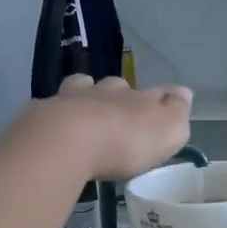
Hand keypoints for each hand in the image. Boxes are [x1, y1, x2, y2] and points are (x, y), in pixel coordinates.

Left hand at [40, 76, 192, 180]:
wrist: (67, 140)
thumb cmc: (125, 140)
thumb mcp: (168, 130)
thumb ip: (177, 112)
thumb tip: (184, 92)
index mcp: (139, 97)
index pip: (157, 92)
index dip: (163, 98)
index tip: (166, 103)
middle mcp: (106, 91)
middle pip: (116, 87)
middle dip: (120, 96)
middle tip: (120, 114)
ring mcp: (72, 99)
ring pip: (82, 88)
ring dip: (86, 97)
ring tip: (85, 114)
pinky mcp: (43, 114)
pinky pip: (53, 107)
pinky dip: (57, 114)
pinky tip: (56, 126)